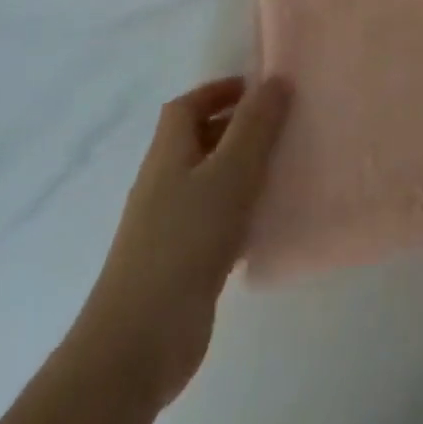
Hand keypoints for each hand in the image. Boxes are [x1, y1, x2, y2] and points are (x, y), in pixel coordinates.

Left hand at [81, 75, 290, 402]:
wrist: (138, 344)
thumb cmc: (185, 242)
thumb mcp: (230, 173)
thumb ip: (255, 126)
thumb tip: (275, 79)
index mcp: (168, 154)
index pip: (187, 107)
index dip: (218, 91)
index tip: (258, 89)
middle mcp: (164, 184)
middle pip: (198, 141)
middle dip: (237, 127)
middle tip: (282, 125)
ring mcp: (168, 226)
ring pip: (209, 181)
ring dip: (242, 170)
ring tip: (284, 167)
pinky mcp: (180, 263)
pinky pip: (214, 221)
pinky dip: (240, 212)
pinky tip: (267, 222)